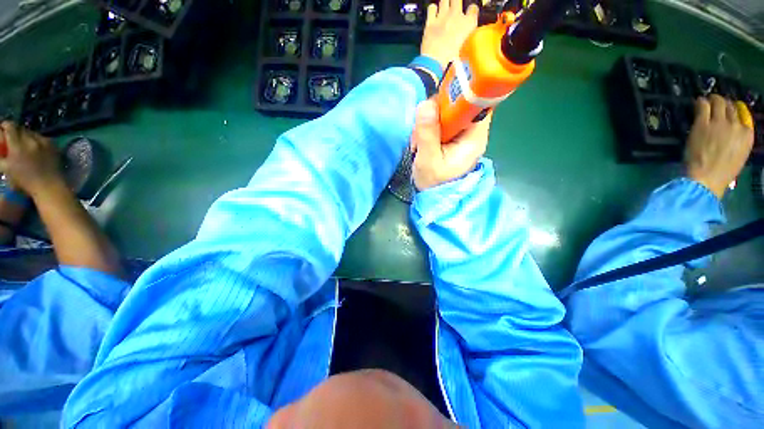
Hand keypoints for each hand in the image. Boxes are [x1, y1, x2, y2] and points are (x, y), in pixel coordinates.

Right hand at [0, 122, 64, 197]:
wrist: (48, 185)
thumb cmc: (24, 180)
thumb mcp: (6, 168)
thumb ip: (0, 156)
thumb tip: (0, 146)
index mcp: (17, 146)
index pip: (10, 127)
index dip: (5, 126)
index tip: (3, 129)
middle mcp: (30, 140)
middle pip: (20, 129)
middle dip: (15, 132)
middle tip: (13, 139)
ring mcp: (43, 141)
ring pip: (31, 132)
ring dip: (26, 136)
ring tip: (24, 145)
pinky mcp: (52, 144)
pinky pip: (42, 137)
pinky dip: (36, 140)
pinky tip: (35, 148)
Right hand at [411, 99, 490, 190]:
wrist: (434, 198)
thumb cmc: (434, 183)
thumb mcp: (428, 161)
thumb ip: (427, 133)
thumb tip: (426, 104)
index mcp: (474, 138)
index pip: (476, 102)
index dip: (457, 95)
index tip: (436, 103)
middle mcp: (472, 133)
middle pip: (458, 105)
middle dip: (435, 114)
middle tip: (420, 133)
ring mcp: (462, 135)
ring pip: (446, 113)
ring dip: (428, 124)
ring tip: (418, 144)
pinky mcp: (452, 138)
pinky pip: (440, 123)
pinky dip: (427, 129)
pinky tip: (420, 144)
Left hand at [420, 0, 479, 70]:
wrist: (435, 61)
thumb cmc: (449, 59)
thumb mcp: (462, 51)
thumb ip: (462, 41)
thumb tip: (461, 44)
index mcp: (468, 24)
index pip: (473, 9)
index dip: (470, 11)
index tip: (468, 14)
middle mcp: (456, 16)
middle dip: (455, 3)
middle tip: (453, 9)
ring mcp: (442, 17)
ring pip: (444, 0)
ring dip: (444, 4)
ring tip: (443, 11)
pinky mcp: (430, 21)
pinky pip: (432, 7)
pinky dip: (433, 9)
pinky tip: (433, 14)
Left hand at [685, 95, 754, 198]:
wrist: (706, 178)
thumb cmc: (722, 172)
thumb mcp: (739, 155)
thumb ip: (737, 139)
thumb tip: (732, 129)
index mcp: (747, 135)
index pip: (742, 115)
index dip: (733, 112)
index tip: (727, 112)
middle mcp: (736, 125)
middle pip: (730, 107)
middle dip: (723, 103)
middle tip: (715, 103)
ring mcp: (719, 123)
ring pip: (718, 102)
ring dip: (713, 100)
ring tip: (707, 100)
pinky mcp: (703, 123)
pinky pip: (702, 106)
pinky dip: (701, 102)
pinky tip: (698, 102)